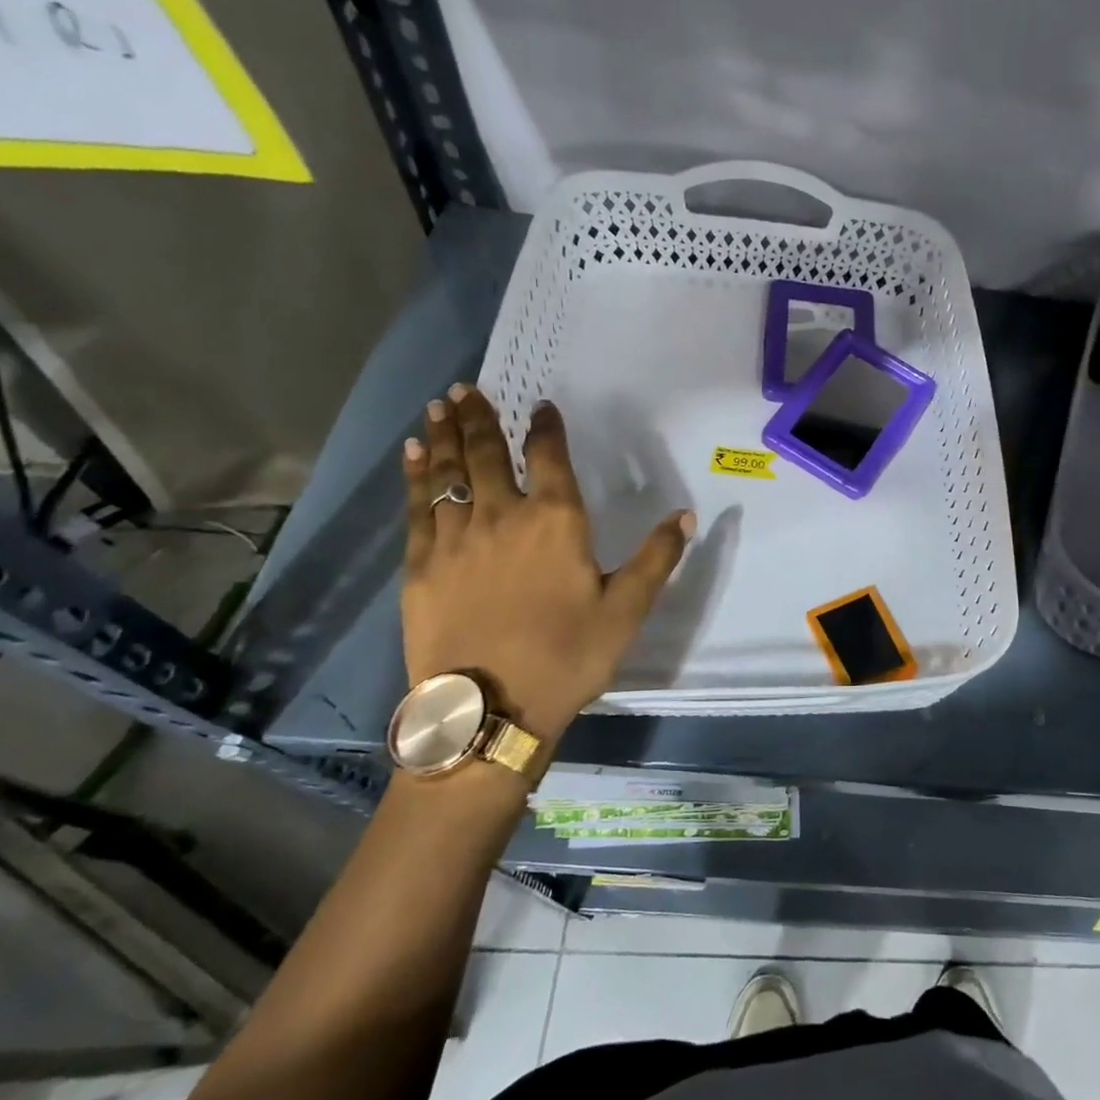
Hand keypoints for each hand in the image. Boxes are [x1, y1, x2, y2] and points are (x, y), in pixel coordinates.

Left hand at [401, 384, 693, 752]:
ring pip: (448, 472)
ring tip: (440, 405)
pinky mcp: (420, 564)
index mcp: (556, 522)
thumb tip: (685, 515)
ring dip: (445, 435)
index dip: (545, 427)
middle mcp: (503, 516)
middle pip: (487, 454)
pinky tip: (414, 455)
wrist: (489, 710)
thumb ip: (656, 559)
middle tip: (468, 389)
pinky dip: (417, 476)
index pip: (549, 458)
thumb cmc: (568, 657)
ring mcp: (455, 538)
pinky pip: (418, 506)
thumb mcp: (626, 611)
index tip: (540, 406)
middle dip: (480, 418)